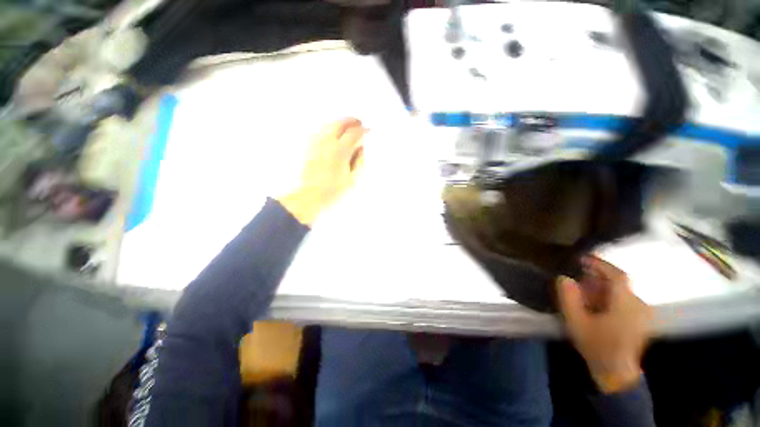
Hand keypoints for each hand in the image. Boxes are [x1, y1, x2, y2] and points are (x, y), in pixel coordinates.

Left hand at [278, 118, 365, 224]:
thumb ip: (359, 161)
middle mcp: (326, 142)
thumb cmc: (333, 190)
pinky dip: (328, 127)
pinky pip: (319, 130)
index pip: (353, 133)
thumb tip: (361, 148)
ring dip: (339, 122)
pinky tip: (332, 132)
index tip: (368, 130)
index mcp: (340, 151)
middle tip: (358, 122)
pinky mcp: (307, 147)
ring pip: (327, 124)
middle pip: (339, 123)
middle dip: (350, 120)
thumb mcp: (352, 179)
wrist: (309, 196)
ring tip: (347, 125)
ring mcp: (315, 143)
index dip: (362, 130)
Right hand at [557, 256, 652, 393]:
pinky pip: (625, 300)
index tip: (583, 258)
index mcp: (625, 304)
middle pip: (619, 282)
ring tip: (585, 293)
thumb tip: (564, 278)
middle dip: (598, 277)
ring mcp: (642, 313)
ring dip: (603, 287)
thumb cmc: (596, 346)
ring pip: (621, 291)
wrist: (616, 373)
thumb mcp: (576, 322)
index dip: (600, 264)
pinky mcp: (641, 320)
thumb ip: (569, 298)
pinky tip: (597, 305)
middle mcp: (638, 305)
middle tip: (578, 279)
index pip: (617, 275)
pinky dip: (610, 296)